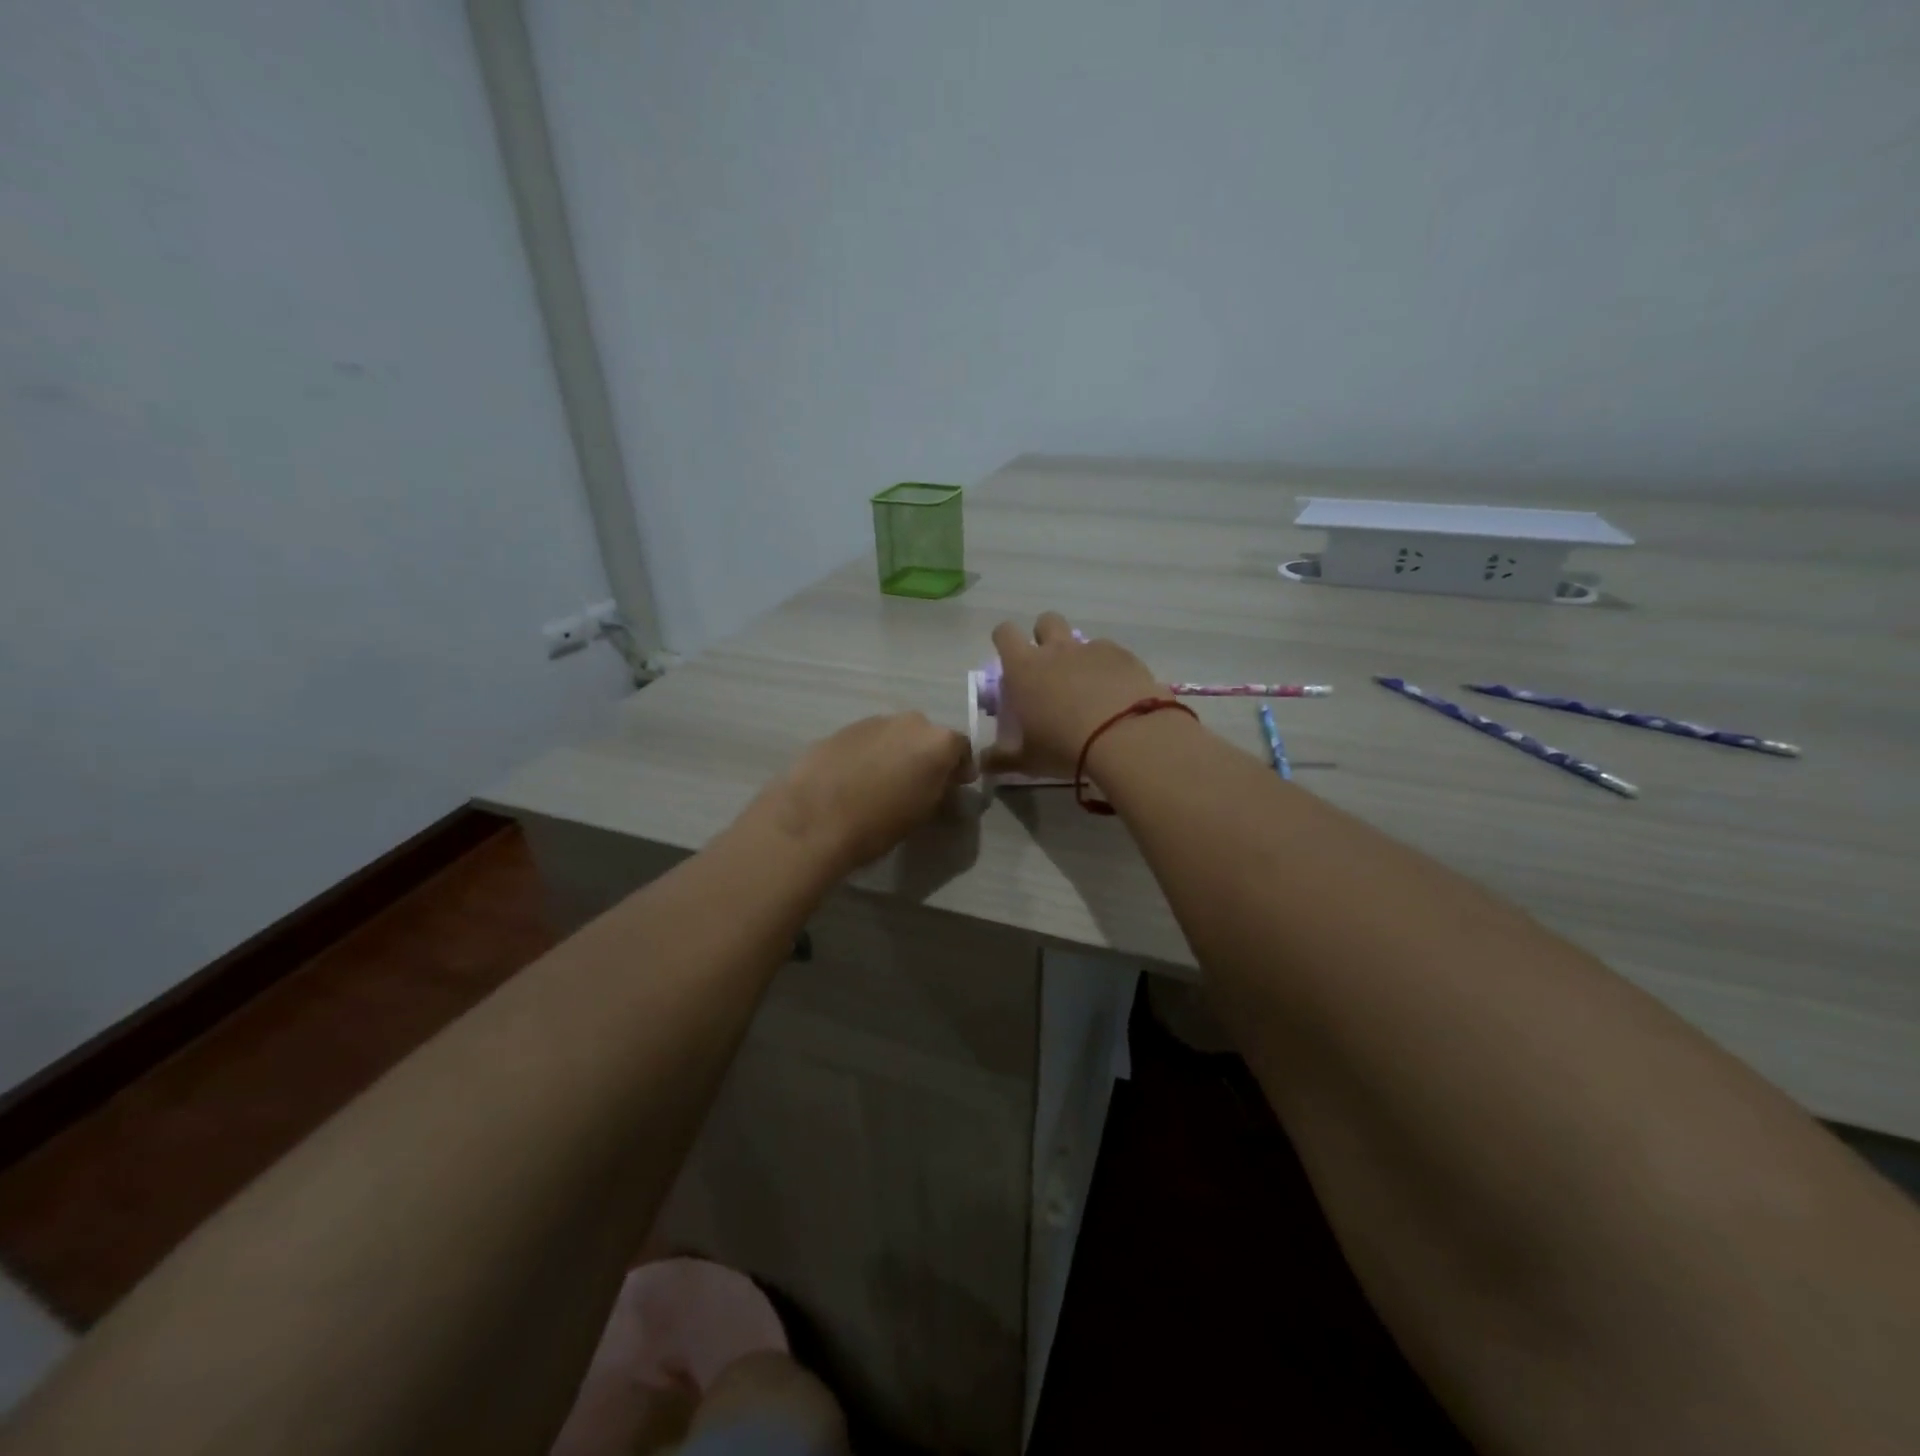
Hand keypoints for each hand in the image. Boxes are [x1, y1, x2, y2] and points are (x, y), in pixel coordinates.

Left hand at [761, 713, 976, 872]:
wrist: (815, 818)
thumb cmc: (879, 823)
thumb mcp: (923, 812)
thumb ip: (940, 788)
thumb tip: (943, 780)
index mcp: (937, 742)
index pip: (962, 747)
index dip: (959, 767)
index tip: (954, 785)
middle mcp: (909, 722)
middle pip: (927, 735)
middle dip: (926, 755)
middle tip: (918, 782)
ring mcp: (873, 721)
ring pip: (894, 734)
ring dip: (895, 752)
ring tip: (882, 781)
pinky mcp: (842, 728)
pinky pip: (867, 740)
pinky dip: (868, 754)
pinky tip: (855, 778)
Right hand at [980, 612, 1164, 779]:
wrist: (1126, 736)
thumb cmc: (1065, 746)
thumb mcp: (1028, 760)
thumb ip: (1002, 759)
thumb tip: (982, 763)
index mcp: (1024, 668)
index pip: (1005, 633)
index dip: (1005, 640)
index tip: (1010, 658)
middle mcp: (1056, 650)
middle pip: (1045, 621)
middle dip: (1045, 637)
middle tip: (1049, 668)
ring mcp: (1092, 649)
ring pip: (1081, 638)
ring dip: (1079, 655)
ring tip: (1087, 686)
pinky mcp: (1124, 656)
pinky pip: (1111, 653)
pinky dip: (1109, 667)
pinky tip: (1116, 693)